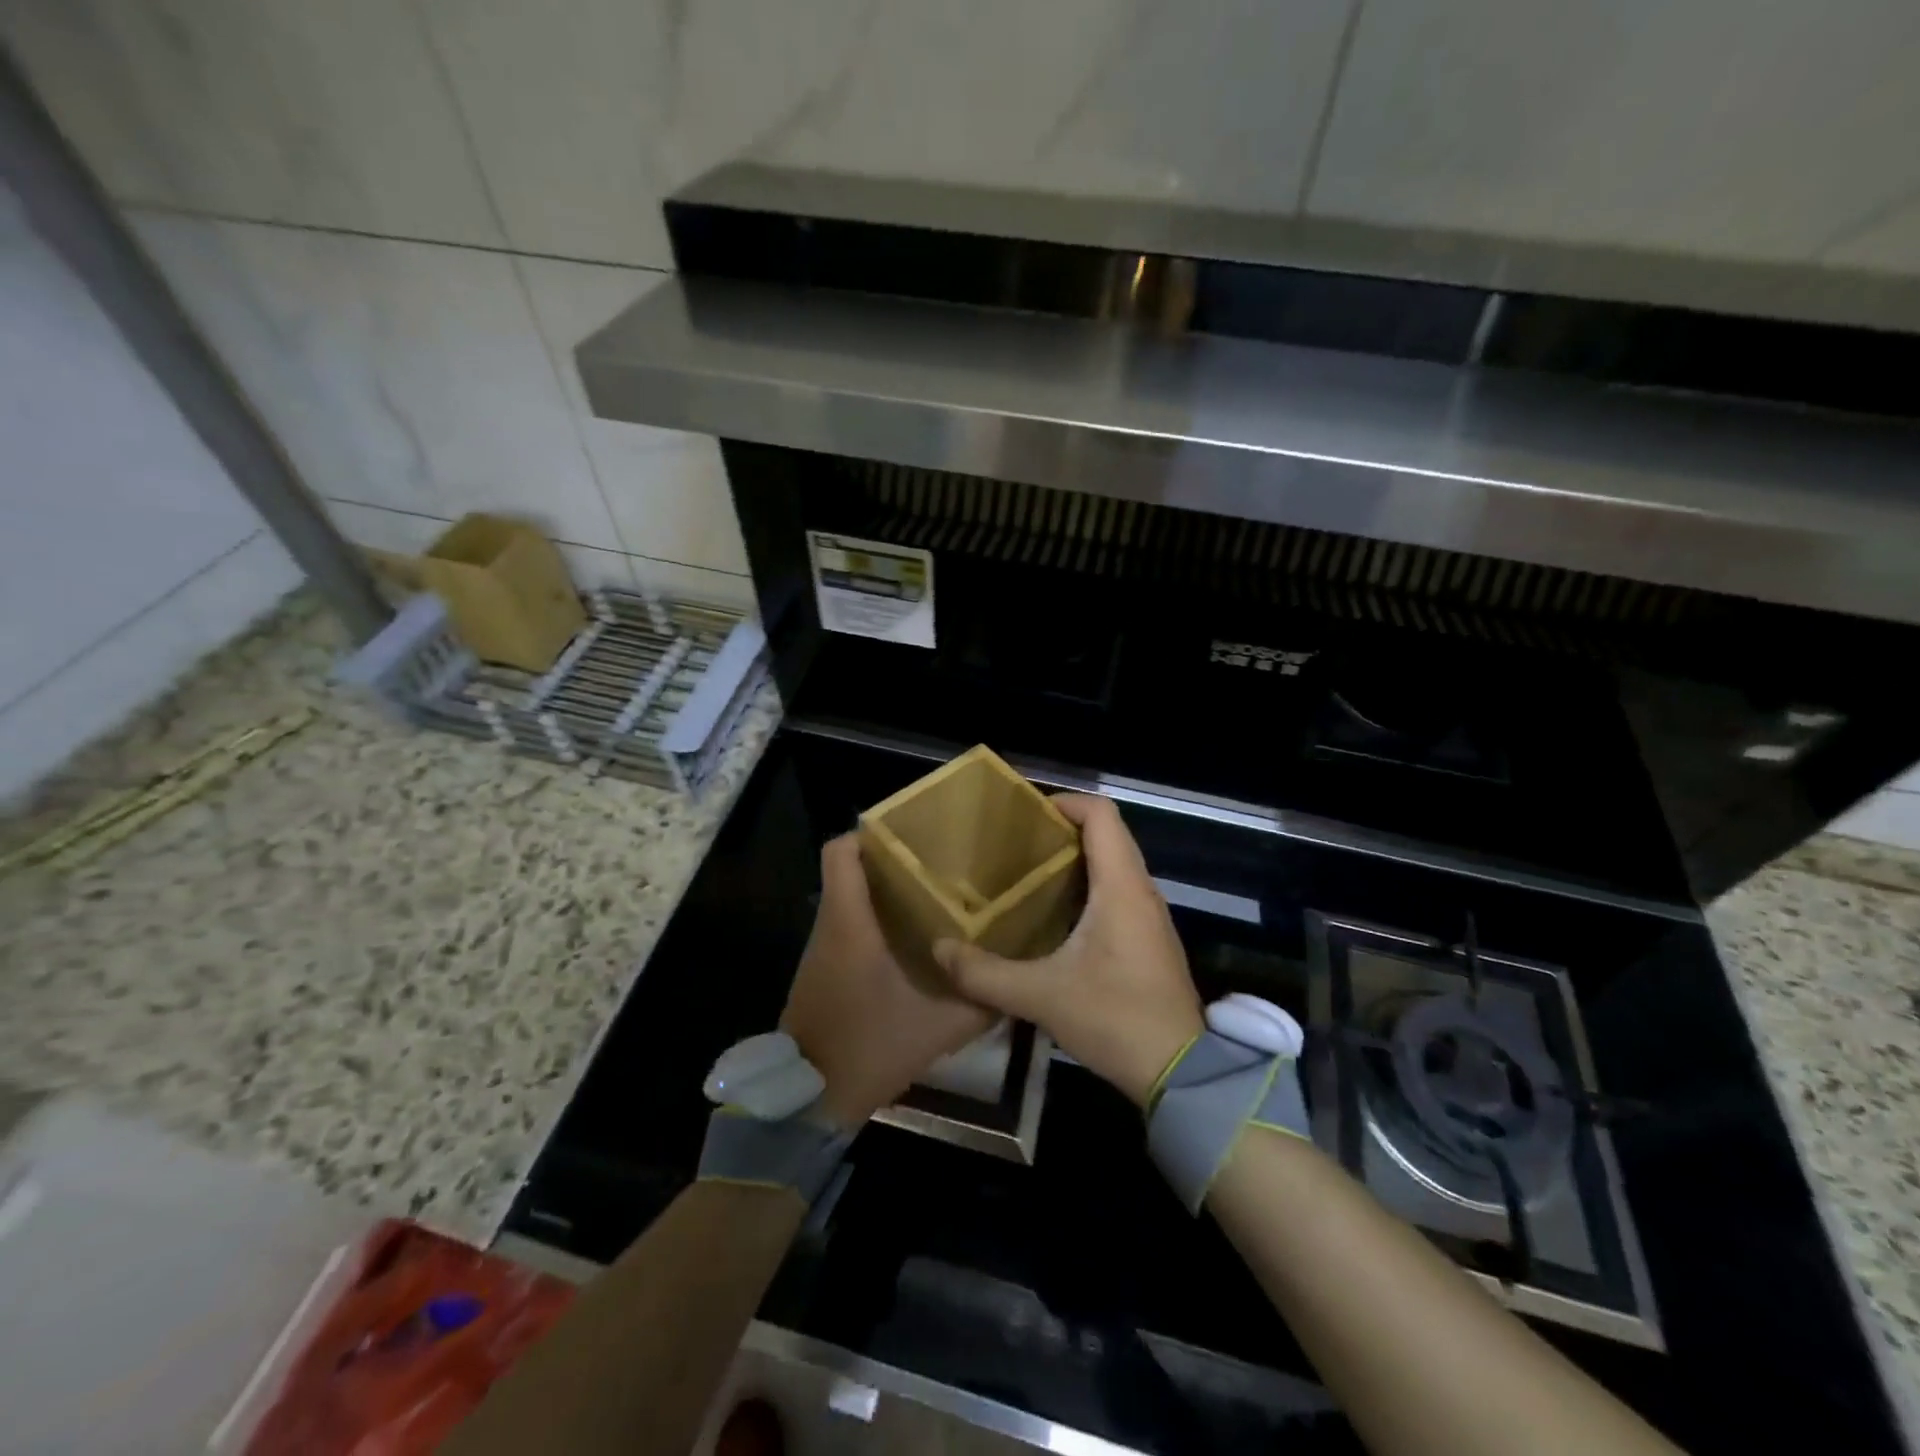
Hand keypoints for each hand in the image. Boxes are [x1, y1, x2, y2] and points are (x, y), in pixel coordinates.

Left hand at [782, 833, 997, 1127]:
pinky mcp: (825, 968)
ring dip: (886, 889)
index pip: (840, 851)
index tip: (914, 833)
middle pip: (851, 867)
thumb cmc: (870, 1046)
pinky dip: (877, 918)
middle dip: (892, 857)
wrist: (811, 1097)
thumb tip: (1014, 975)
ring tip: (936, 891)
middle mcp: (832, 924)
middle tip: (941, 860)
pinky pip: (850, 924)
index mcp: (850, 922)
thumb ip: (980, 999)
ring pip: (850, 895)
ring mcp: (824, 947)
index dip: (871, 832)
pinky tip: (915, 936)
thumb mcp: (939, 1026)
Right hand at [934, 794, 1203, 1107]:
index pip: (1102, 815)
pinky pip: (1120, 893)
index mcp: (1121, 887)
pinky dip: (1089, 888)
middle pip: (1108, 835)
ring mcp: (1151, 917)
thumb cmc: (1115, 1018)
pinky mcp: (1151, 941)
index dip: (1065, 802)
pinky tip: (1057, 918)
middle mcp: (1141, 891)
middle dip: (1063, 830)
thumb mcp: (1041, 996)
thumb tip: (940, 951)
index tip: (1026, 813)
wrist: (1181, 1073)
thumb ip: (985, 974)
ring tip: (1029, 875)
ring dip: (1077, 860)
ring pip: (1115, 865)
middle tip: (1017, 845)